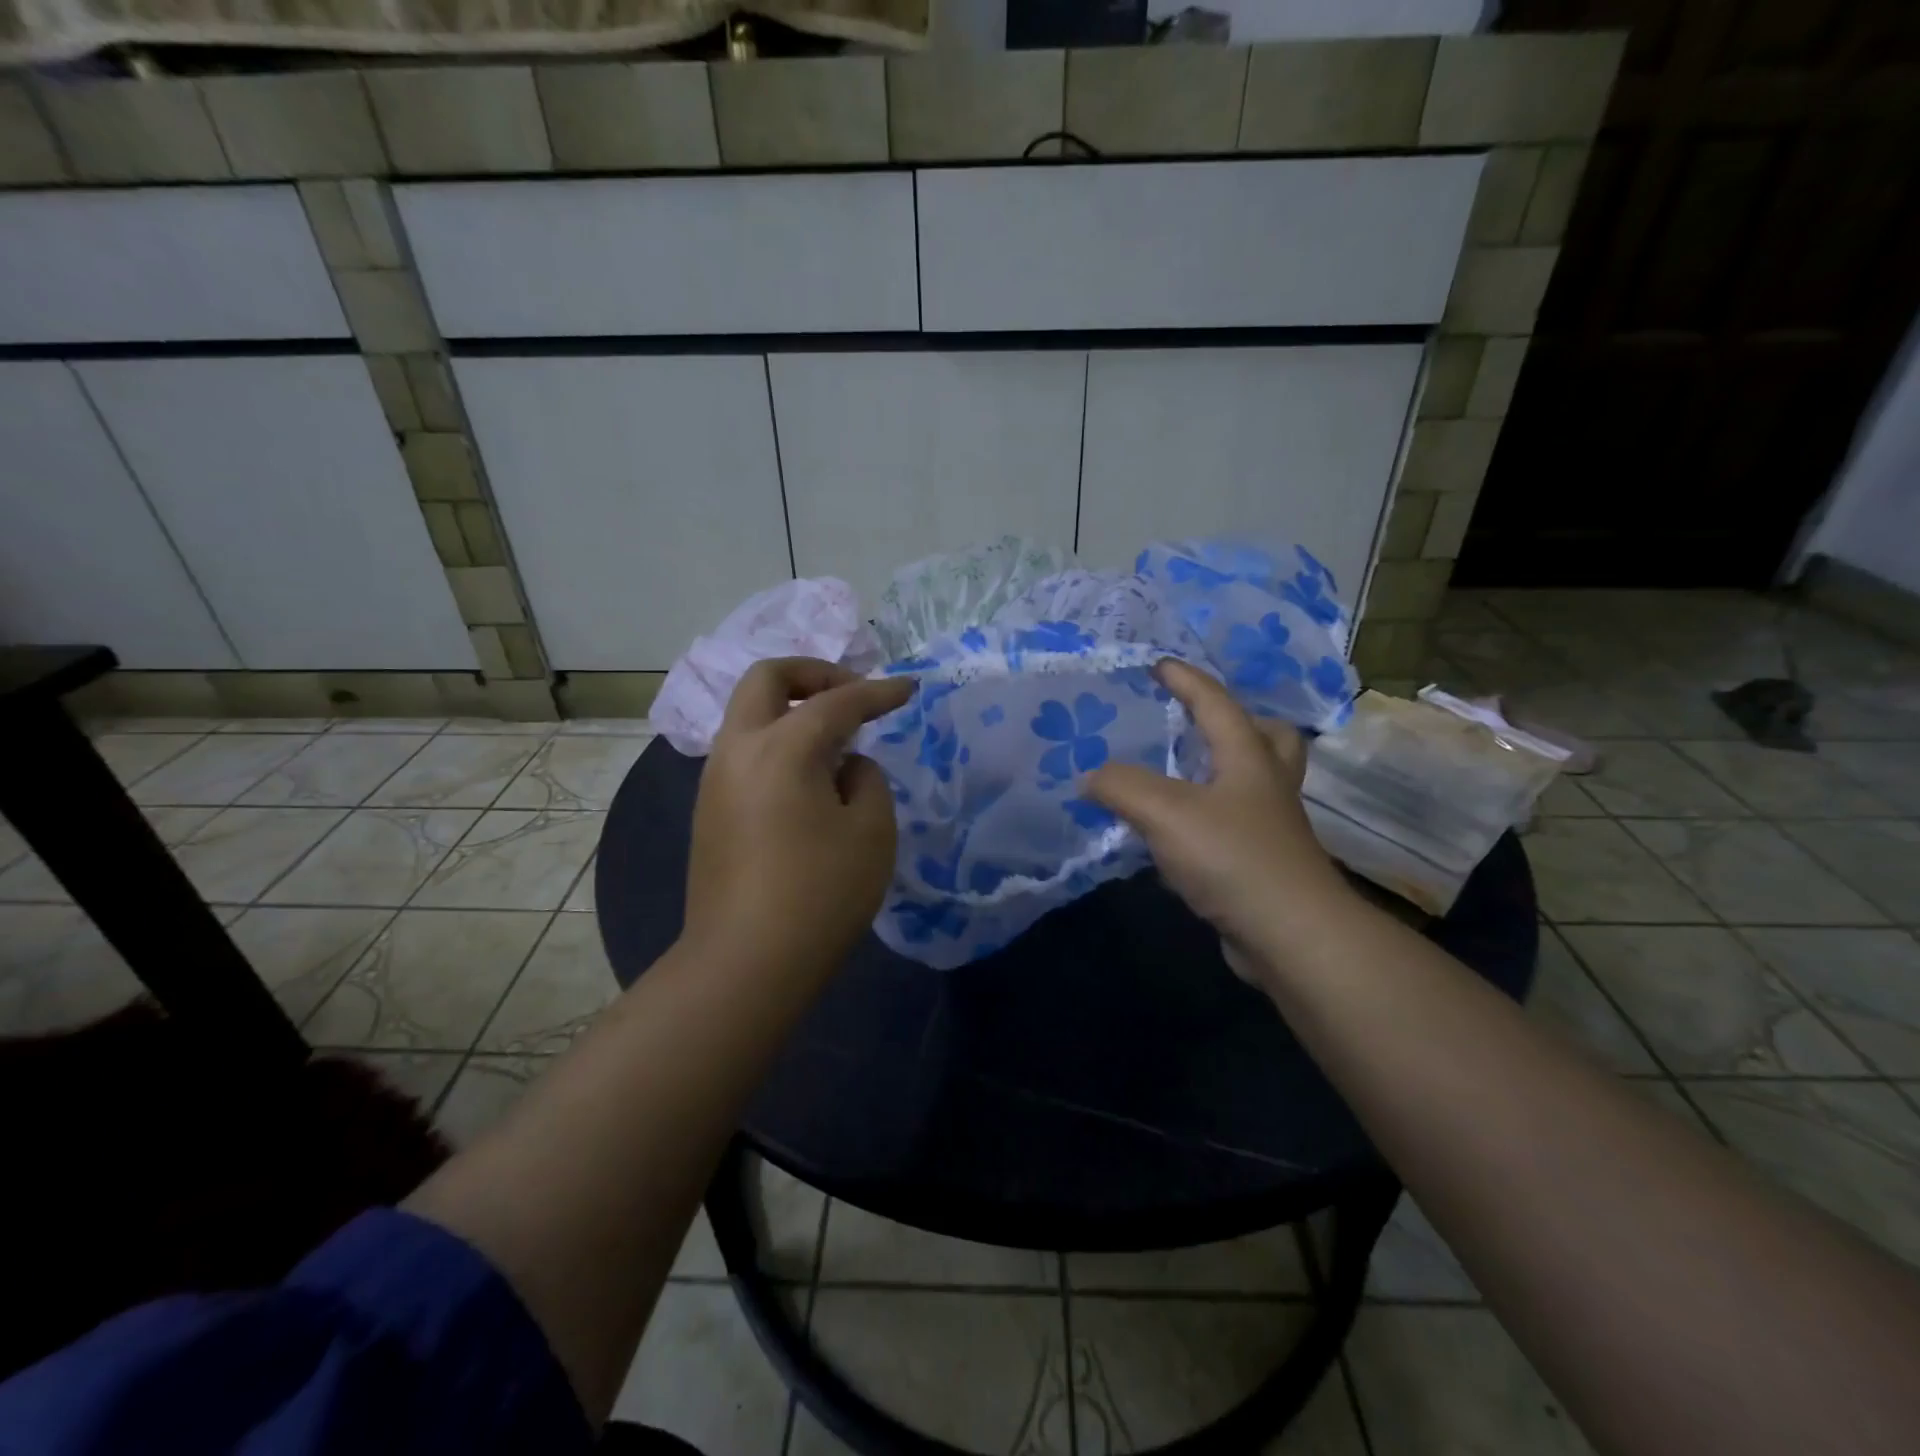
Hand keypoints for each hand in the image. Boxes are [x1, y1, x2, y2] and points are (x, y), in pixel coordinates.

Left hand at [683, 658, 912, 981]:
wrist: (744, 963)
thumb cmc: (819, 894)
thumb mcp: (871, 832)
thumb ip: (867, 780)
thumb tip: (845, 767)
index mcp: (782, 747)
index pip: (838, 701)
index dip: (879, 692)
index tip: (908, 689)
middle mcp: (739, 749)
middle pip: (766, 678)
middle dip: (813, 673)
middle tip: (851, 695)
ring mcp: (715, 779)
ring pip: (749, 714)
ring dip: (792, 709)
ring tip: (835, 742)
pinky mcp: (708, 810)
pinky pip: (744, 751)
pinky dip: (777, 742)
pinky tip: (807, 779)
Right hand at [1086, 660, 1351, 978]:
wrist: (1290, 935)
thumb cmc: (1232, 858)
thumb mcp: (1165, 812)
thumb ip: (1121, 786)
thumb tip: (1091, 777)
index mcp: (1247, 757)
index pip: (1216, 703)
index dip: (1186, 680)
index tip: (1158, 664)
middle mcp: (1266, 785)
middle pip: (1267, 737)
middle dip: (1237, 722)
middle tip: (1199, 724)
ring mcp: (1270, 827)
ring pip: (1252, 782)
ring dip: (1222, 769)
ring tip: (1180, 775)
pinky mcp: (1263, 865)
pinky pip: (1235, 825)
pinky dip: (1210, 816)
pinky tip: (1176, 833)